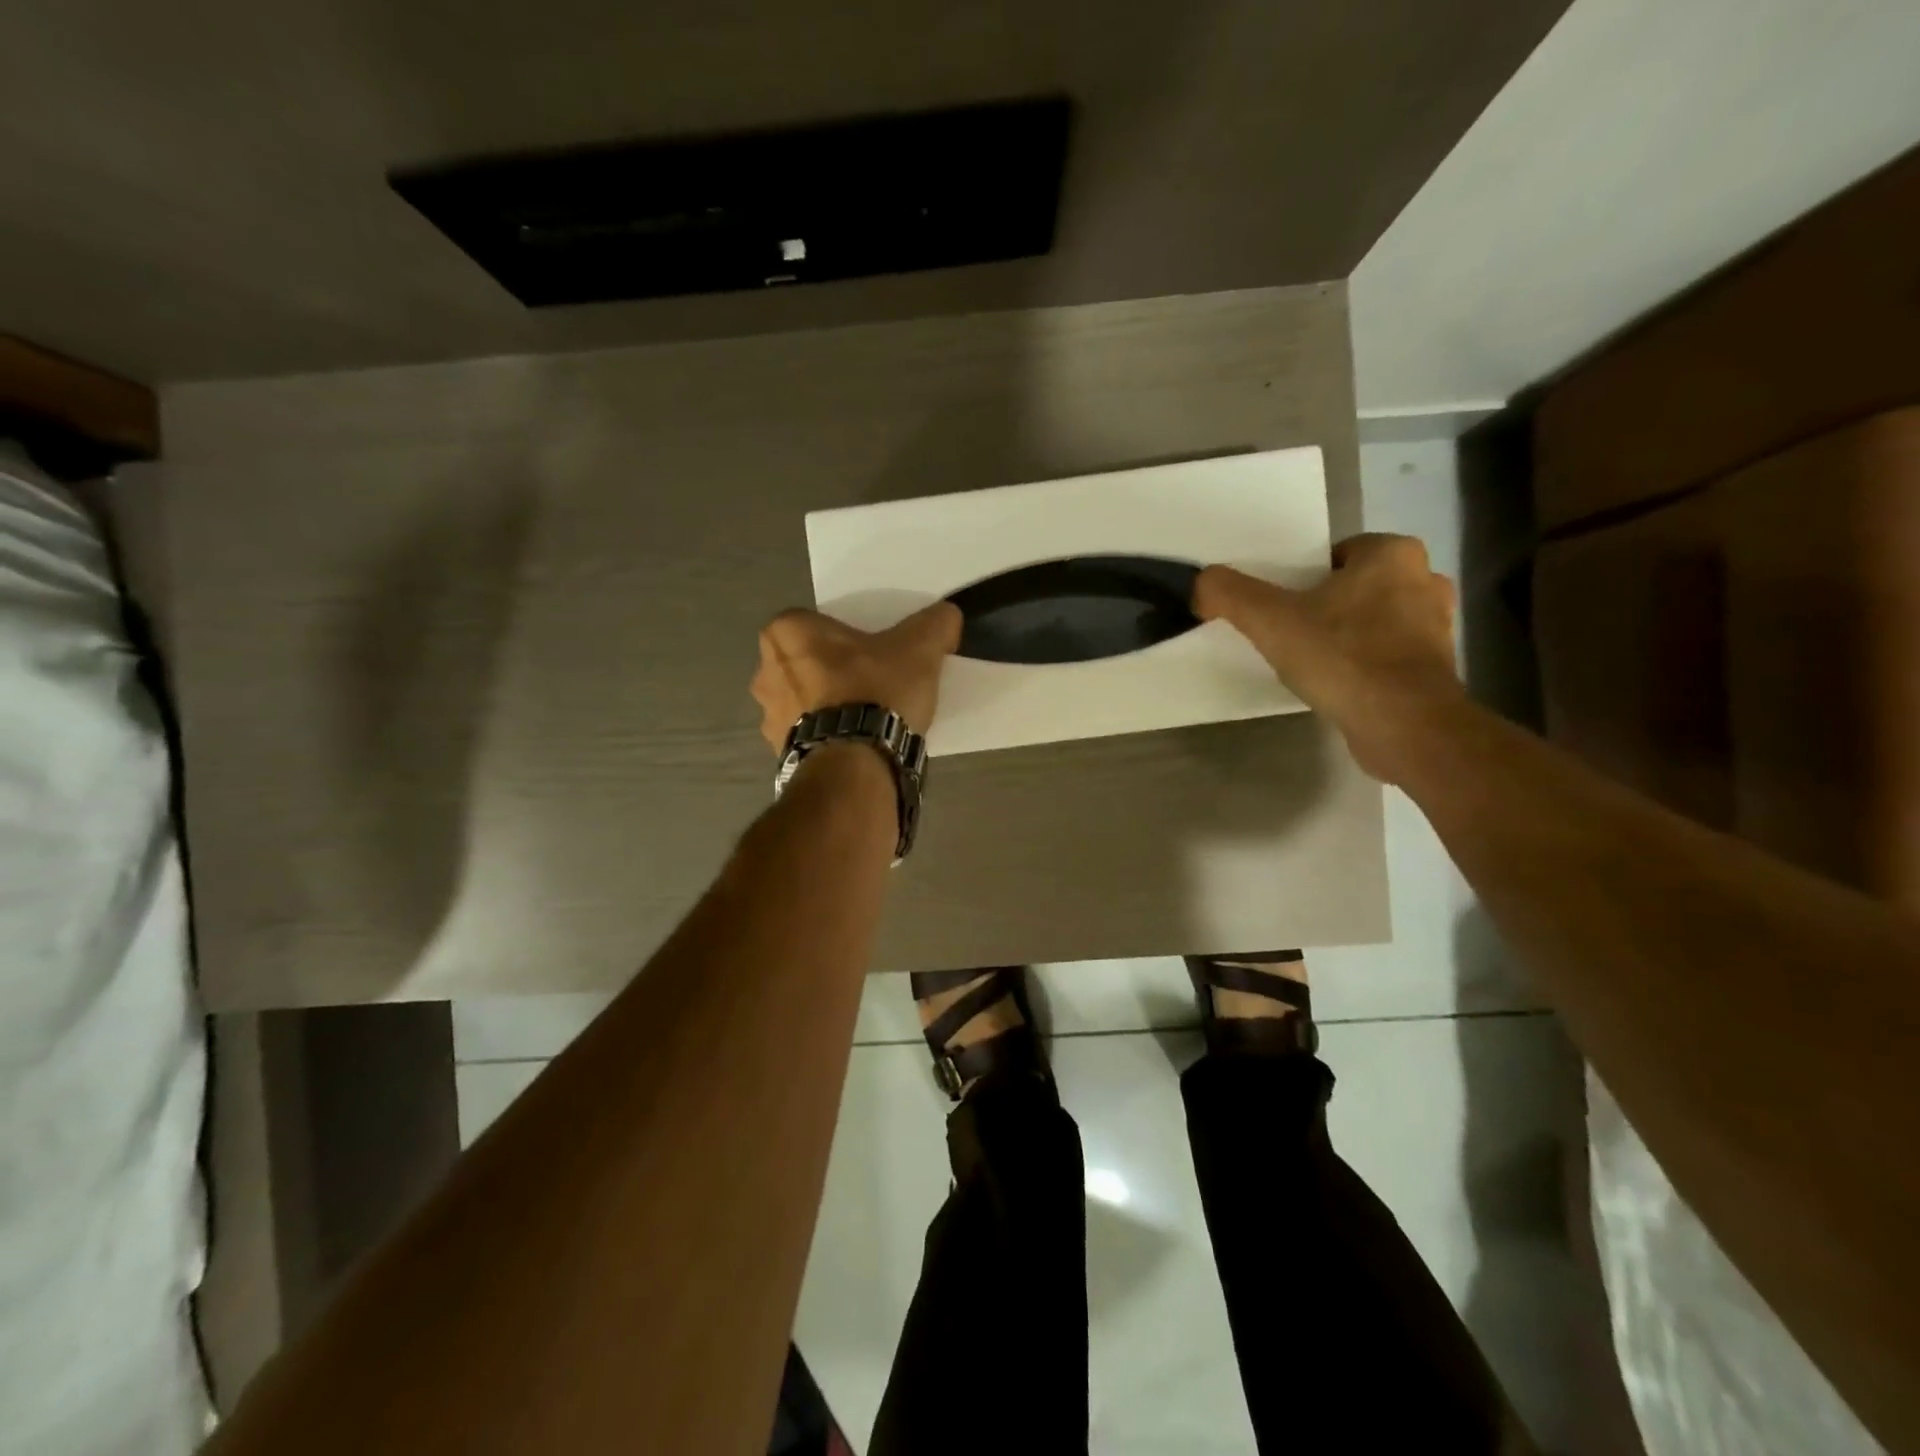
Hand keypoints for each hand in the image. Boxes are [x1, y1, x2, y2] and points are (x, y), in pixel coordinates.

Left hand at [751, 603, 962, 753]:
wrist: (856, 765)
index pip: (814, 623)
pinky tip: (856, 743)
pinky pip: (806, 735)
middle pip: (806, 661)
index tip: (871, 650)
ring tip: (867, 717)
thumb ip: (935, 623)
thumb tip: (948, 615)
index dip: (844, 636)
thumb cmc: (876, 692)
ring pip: (803, 700)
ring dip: (826, 705)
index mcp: (786, 632)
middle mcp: (765, 671)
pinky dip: (826, 736)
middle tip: (871, 681)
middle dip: (832, 670)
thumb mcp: (919, 648)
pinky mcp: (780, 752)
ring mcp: (768, 716)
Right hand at [1194, 534, 1462, 783]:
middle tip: (1289, 632)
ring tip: (1311, 661)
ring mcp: (1437, 626)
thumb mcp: (1270, 620)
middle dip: (1326, 606)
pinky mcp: (1437, 668)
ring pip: (1374, 620)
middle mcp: (1425, 580)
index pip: (1337, 553)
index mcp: (1393, 554)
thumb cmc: (1342, 657)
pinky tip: (1338, 684)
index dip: (1303, 578)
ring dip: (1346, 635)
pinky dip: (1364, 664)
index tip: (1281, 606)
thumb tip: (1201, 582)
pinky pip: (1388, 655)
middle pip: (1355, 586)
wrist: (1404, 725)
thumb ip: (1230, 594)